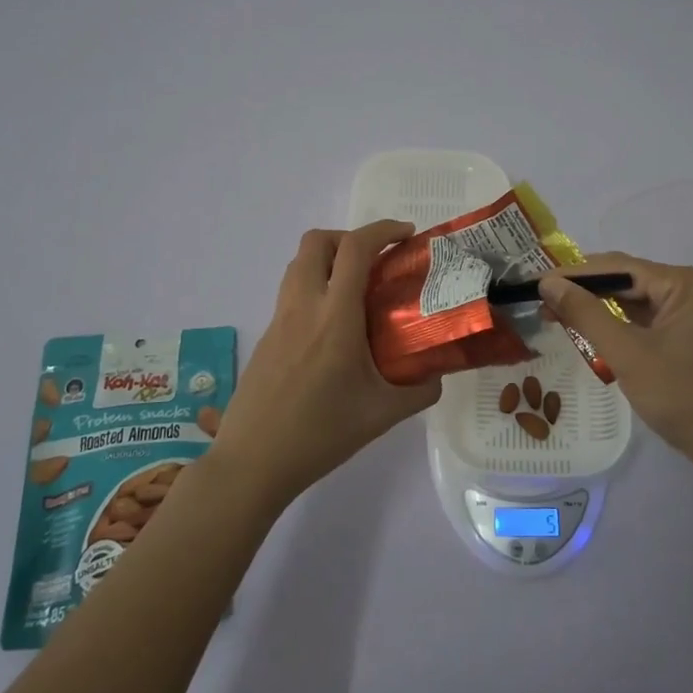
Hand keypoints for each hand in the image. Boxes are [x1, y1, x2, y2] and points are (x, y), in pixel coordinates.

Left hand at [212, 220, 442, 506]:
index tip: (407, 236)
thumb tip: (438, 374)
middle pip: (317, 241)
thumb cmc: (321, 434)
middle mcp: (303, 306)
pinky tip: (334, 327)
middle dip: (350, 237)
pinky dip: (316, 286)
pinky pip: (292, 291)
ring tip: (357, 289)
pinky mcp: (267, 336)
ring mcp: (279, 319)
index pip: (355, 249)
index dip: (383, 230)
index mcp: (335, 317)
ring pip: (299, 264)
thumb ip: (419, 390)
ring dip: (329, 259)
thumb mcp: (383, 414)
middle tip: (377, 261)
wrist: (254, 461)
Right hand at [538, 253, 692, 482]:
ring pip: (640, 301)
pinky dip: (623, 325)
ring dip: (602, 309)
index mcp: (690, 282)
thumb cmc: (685, 398)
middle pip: (631, 281)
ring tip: (558, 314)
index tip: (535, 282)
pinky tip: (594, 330)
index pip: (620, 268)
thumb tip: (549, 282)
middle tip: (542, 301)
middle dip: (586, 292)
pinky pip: (653, 319)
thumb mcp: (628, 354)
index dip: (574, 274)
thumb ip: (586, 314)